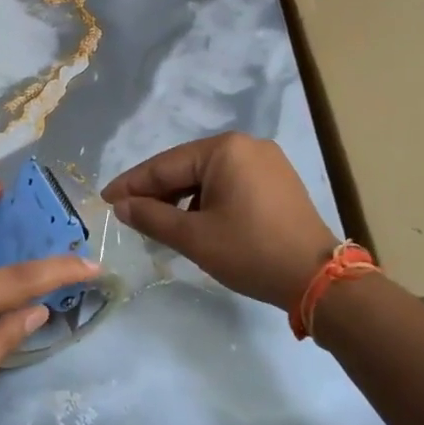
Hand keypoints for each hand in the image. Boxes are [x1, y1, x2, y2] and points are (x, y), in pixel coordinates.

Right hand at [102, 133, 339, 311]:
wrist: (318, 279)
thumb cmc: (250, 251)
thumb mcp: (194, 237)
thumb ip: (152, 217)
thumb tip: (121, 206)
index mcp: (224, 149)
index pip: (165, 165)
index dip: (132, 184)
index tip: (105, 199)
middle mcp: (246, 145)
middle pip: (187, 167)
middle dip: (157, 192)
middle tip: (127, 214)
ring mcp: (266, 161)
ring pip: (208, 177)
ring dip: (182, 198)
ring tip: (159, 223)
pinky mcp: (278, 181)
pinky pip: (230, 183)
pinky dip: (208, 201)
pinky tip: (196, 222)